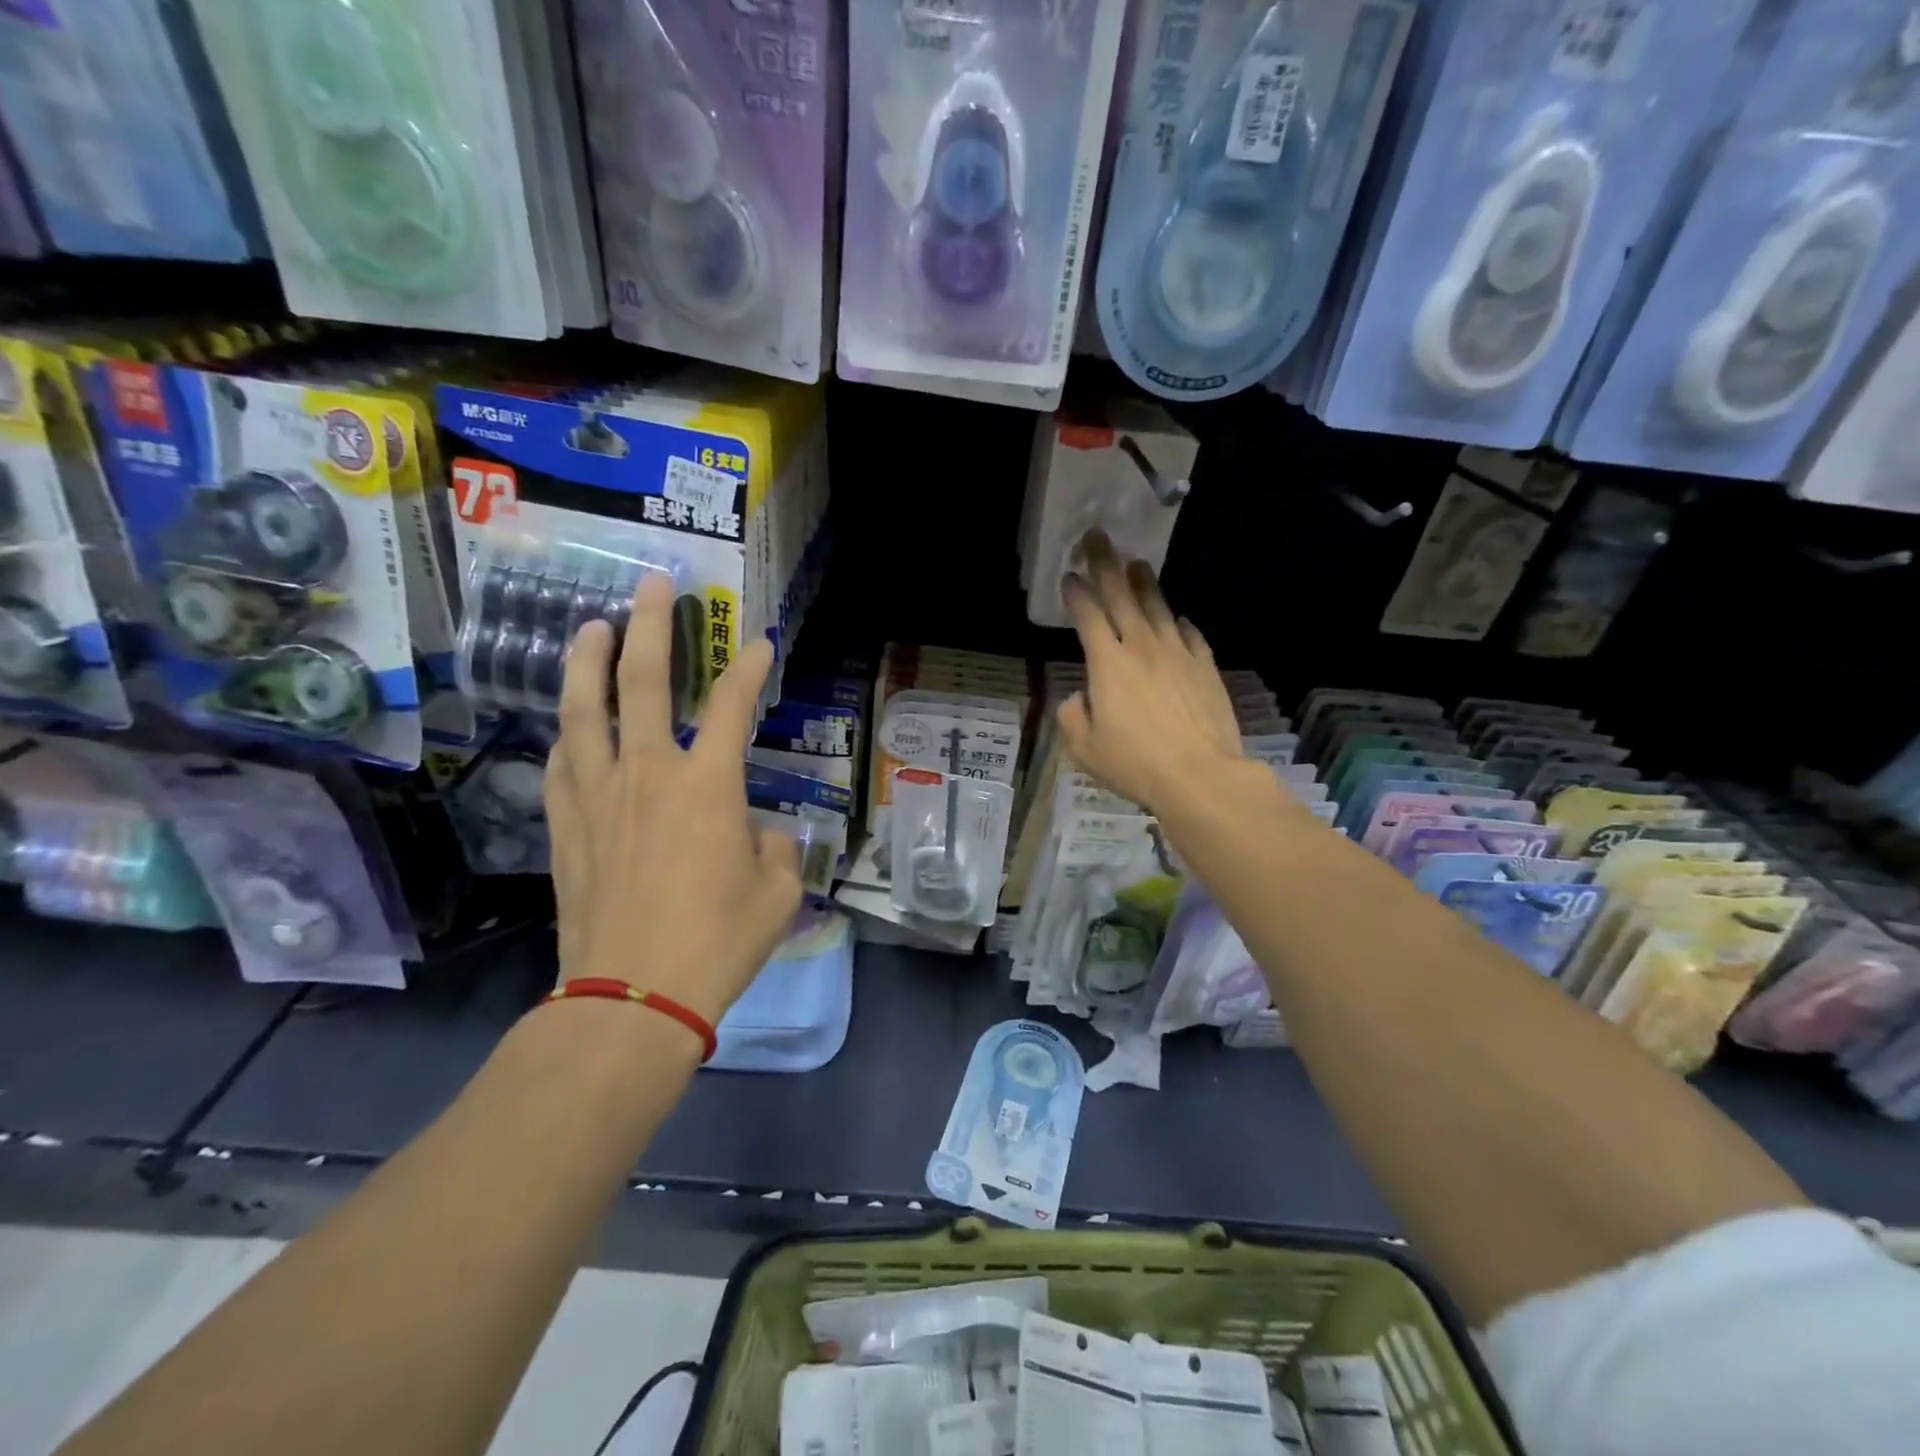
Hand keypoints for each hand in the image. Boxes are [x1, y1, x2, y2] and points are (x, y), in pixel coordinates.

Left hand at [543, 575, 801, 1027]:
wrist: (632, 998)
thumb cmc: (717, 943)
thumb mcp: (777, 894)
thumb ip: (771, 849)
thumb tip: (754, 834)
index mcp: (708, 786)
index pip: (733, 706)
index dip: (749, 669)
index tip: (760, 645)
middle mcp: (648, 774)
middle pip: (644, 684)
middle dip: (652, 628)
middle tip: (652, 586)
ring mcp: (598, 797)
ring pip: (584, 712)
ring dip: (589, 663)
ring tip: (592, 627)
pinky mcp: (566, 828)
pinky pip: (562, 765)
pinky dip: (568, 736)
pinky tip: (568, 726)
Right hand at [1056, 531, 1247, 816]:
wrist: (1200, 775)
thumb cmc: (1135, 763)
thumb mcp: (1085, 748)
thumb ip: (1072, 717)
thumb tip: (1078, 698)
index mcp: (1107, 664)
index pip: (1088, 617)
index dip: (1076, 593)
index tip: (1069, 575)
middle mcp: (1142, 647)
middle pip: (1122, 596)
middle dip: (1106, 564)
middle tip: (1098, 536)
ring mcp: (1178, 654)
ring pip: (1158, 608)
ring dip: (1145, 583)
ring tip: (1137, 564)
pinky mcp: (1205, 667)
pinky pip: (1190, 635)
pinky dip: (1179, 622)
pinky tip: (1178, 619)